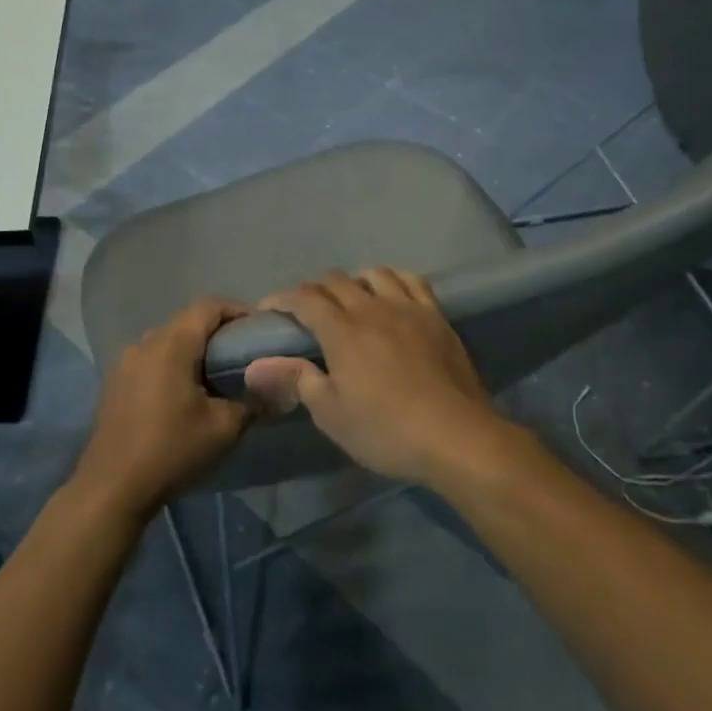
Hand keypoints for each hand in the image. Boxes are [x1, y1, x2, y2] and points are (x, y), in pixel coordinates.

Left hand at [68, 297, 252, 524]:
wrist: (112, 487)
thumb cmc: (172, 449)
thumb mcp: (224, 428)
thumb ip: (252, 402)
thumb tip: (272, 389)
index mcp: (172, 343)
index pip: (209, 306)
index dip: (238, 311)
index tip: (259, 330)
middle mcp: (145, 342)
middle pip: (187, 321)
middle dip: (218, 332)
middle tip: (243, 356)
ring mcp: (125, 361)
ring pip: (168, 341)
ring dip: (193, 350)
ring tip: (217, 376)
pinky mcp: (115, 382)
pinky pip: (151, 359)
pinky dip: (173, 365)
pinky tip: (185, 394)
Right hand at [244, 269, 503, 487]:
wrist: (456, 436)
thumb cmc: (385, 430)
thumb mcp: (330, 413)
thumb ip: (294, 379)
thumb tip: (255, 364)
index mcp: (341, 331)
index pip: (303, 298)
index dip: (280, 299)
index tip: (268, 311)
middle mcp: (371, 308)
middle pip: (335, 281)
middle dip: (314, 291)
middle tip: (307, 315)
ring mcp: (407, 308)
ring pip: (373, 274)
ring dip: (354, 282)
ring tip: (350, 302)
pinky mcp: (436, 316)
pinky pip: (412, 281)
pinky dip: (394, 280)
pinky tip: (391, 295)